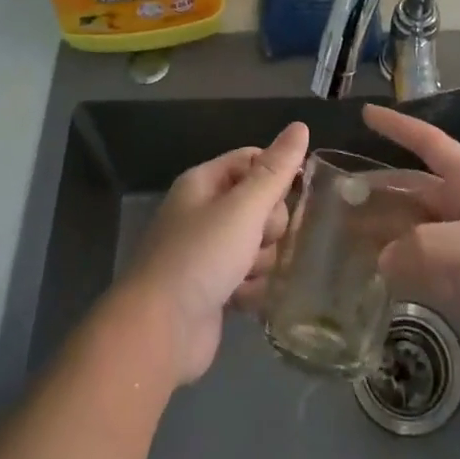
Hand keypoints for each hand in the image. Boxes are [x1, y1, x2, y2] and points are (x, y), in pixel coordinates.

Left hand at [120, 122, 309, 383]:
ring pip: (259, 244)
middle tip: (259, 239)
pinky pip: (250, 278)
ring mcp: (208, 253)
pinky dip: (251, 288)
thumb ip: (275, 170)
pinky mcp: (214, 290)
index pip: (253, 160)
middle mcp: (204, 213)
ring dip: (261, 261)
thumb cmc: (201, 257)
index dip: (276, 174)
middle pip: (260, 204)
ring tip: (246, 275)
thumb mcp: (243, 207)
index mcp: (204, 183)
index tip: (292, 194)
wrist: (158, 332)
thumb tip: (300, 126)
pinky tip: (243, 300)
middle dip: (269, 226)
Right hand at [365, 104, 459, 353]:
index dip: (398, 126)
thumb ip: (425, 248)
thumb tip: (380, 258)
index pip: (427, 143)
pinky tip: (376, 283)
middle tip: (334, 203)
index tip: (366, 113)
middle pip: (412, 194)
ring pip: (416, 236)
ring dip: (385, 238)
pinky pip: (428, 273)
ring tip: (344, 245)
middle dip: (378, 194)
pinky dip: (403, 275)